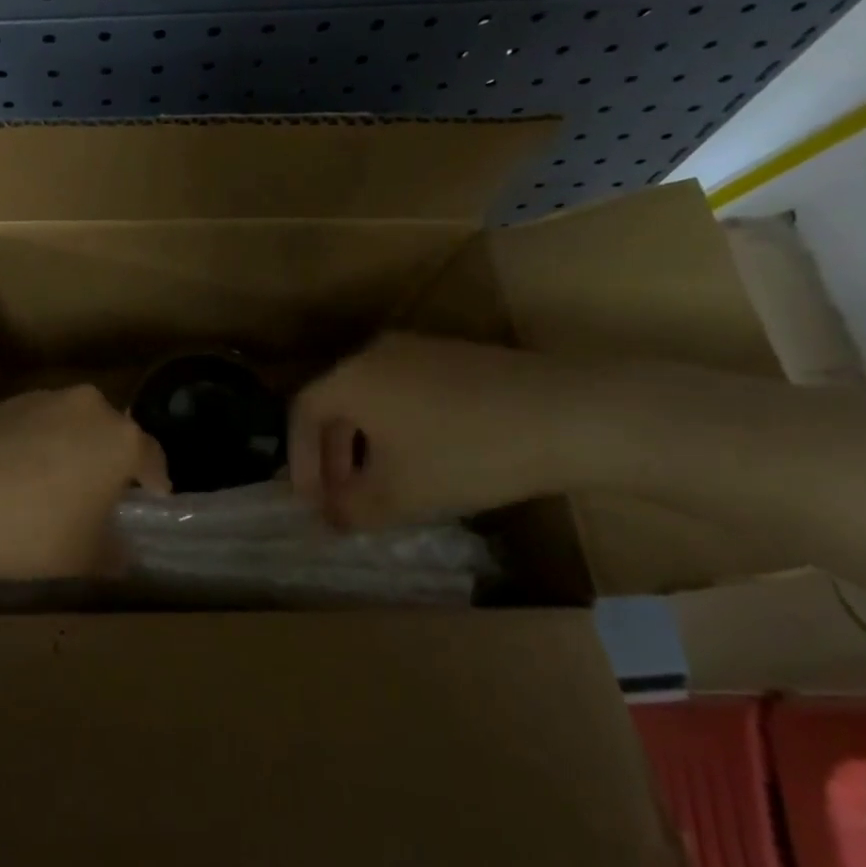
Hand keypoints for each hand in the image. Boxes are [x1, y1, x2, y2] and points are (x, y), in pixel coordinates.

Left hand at [0, 386, 169, 586]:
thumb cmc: (30, 531)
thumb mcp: (82, 556)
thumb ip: (113, 552)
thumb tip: (122, 552)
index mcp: (119, 437)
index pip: (152, 456)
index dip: (156, 481)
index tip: (155, 498)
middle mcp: (85, 406)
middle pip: (109, 434)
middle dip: (109, 462)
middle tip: (102, 496)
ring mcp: (37, 399)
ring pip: (68, 426)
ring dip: (68, 451)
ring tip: (51, 489)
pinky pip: (30, 426)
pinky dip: (31, 448)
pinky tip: (10, 480)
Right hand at [289, 333, 591, 526]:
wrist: (565, 415)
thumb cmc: (464, 453)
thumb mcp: (399, 494)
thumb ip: (351, 509)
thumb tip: (332, 516)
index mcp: (351, 377)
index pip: (302, 413)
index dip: (300, 462)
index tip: (312, 504)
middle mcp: (377, 353)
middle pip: (336, 403)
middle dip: (331, 457)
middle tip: (342, 499)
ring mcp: (420, 350)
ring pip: (372, 399)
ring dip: (365, 445)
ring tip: (381, 486)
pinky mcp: (457, 358)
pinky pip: (405, 393)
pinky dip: (397, 429)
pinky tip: (424, 462)